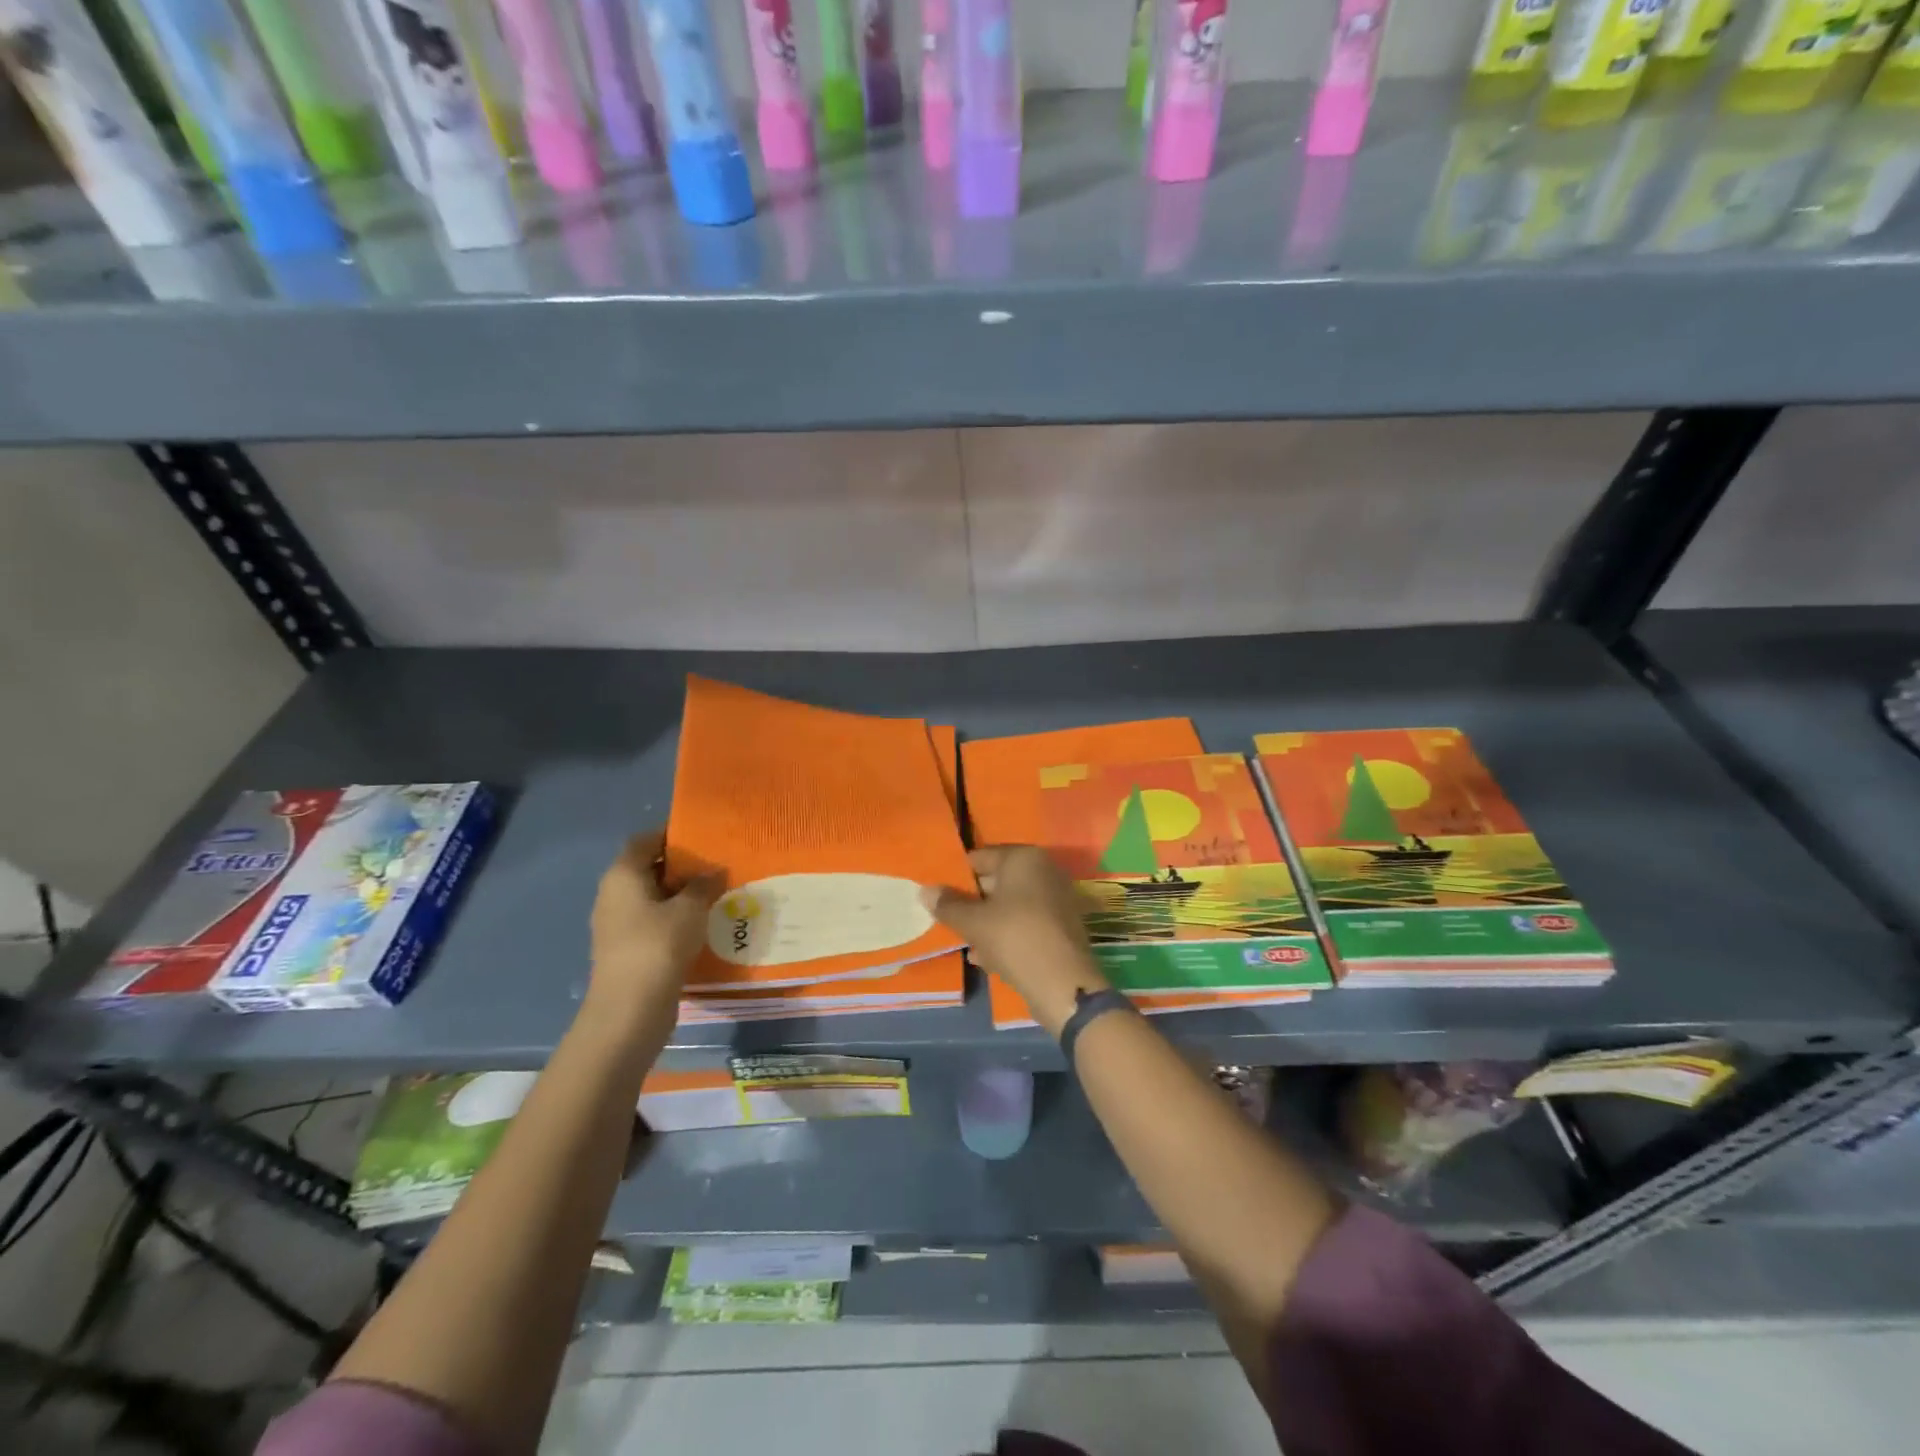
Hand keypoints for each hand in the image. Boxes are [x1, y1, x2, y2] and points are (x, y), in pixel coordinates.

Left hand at [587, 830, 720, 1025]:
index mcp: (623, 875)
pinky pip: (653, 921)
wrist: (629, 1010)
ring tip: (715, 894)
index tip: (703, 837)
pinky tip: (701, 925)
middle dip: (681, 866)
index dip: (672, 835)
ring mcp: (616, 924)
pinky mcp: (626, 949)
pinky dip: (674, 918)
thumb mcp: (690, 909)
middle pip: (648, 868)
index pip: (644, 841)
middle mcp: (613, 894)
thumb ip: (704, 884)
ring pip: (652, 897)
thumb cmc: (658, 946)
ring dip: (680, 895)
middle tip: (716, 865)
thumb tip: (714, 870)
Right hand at [922, 846, 1112, 1036]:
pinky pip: (1026, 923)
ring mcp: (1057, 898)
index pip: (980, 857)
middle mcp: (1045, 870)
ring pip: (1011, 905)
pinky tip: (988, 958)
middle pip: (997, 881)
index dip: (956, 876)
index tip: (938, 896)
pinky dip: (1007, 935)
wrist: (1063, 983)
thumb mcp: (973, 922)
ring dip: (987, 923)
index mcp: (1024, 857)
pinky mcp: (1062, 926)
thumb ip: (947, 904)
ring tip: (967, 944)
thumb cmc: (1014, 938)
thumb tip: (925, 890)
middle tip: (949, 920)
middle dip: (972, 902)